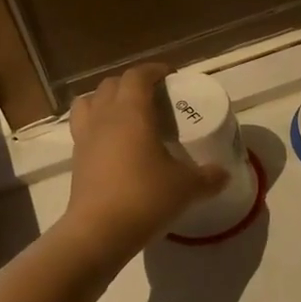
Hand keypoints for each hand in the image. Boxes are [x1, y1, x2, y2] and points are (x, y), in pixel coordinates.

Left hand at [60, 63, 228, 264]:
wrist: (100, 231)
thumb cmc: (145, 198)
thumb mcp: (187, 188)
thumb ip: (208, 177)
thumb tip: (224, 174)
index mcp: (131, 112)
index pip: (138, 75)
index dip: (154, 70)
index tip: (171, 76)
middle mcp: (104, 117)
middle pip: (111, 84)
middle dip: (132, 83)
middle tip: (153, 96)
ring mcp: (85, 137)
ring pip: (89, 102)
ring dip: (106, 99)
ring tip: (125, 113)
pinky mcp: (76, 159)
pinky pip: (83, 127)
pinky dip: (97, 124)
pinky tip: (113, 143)